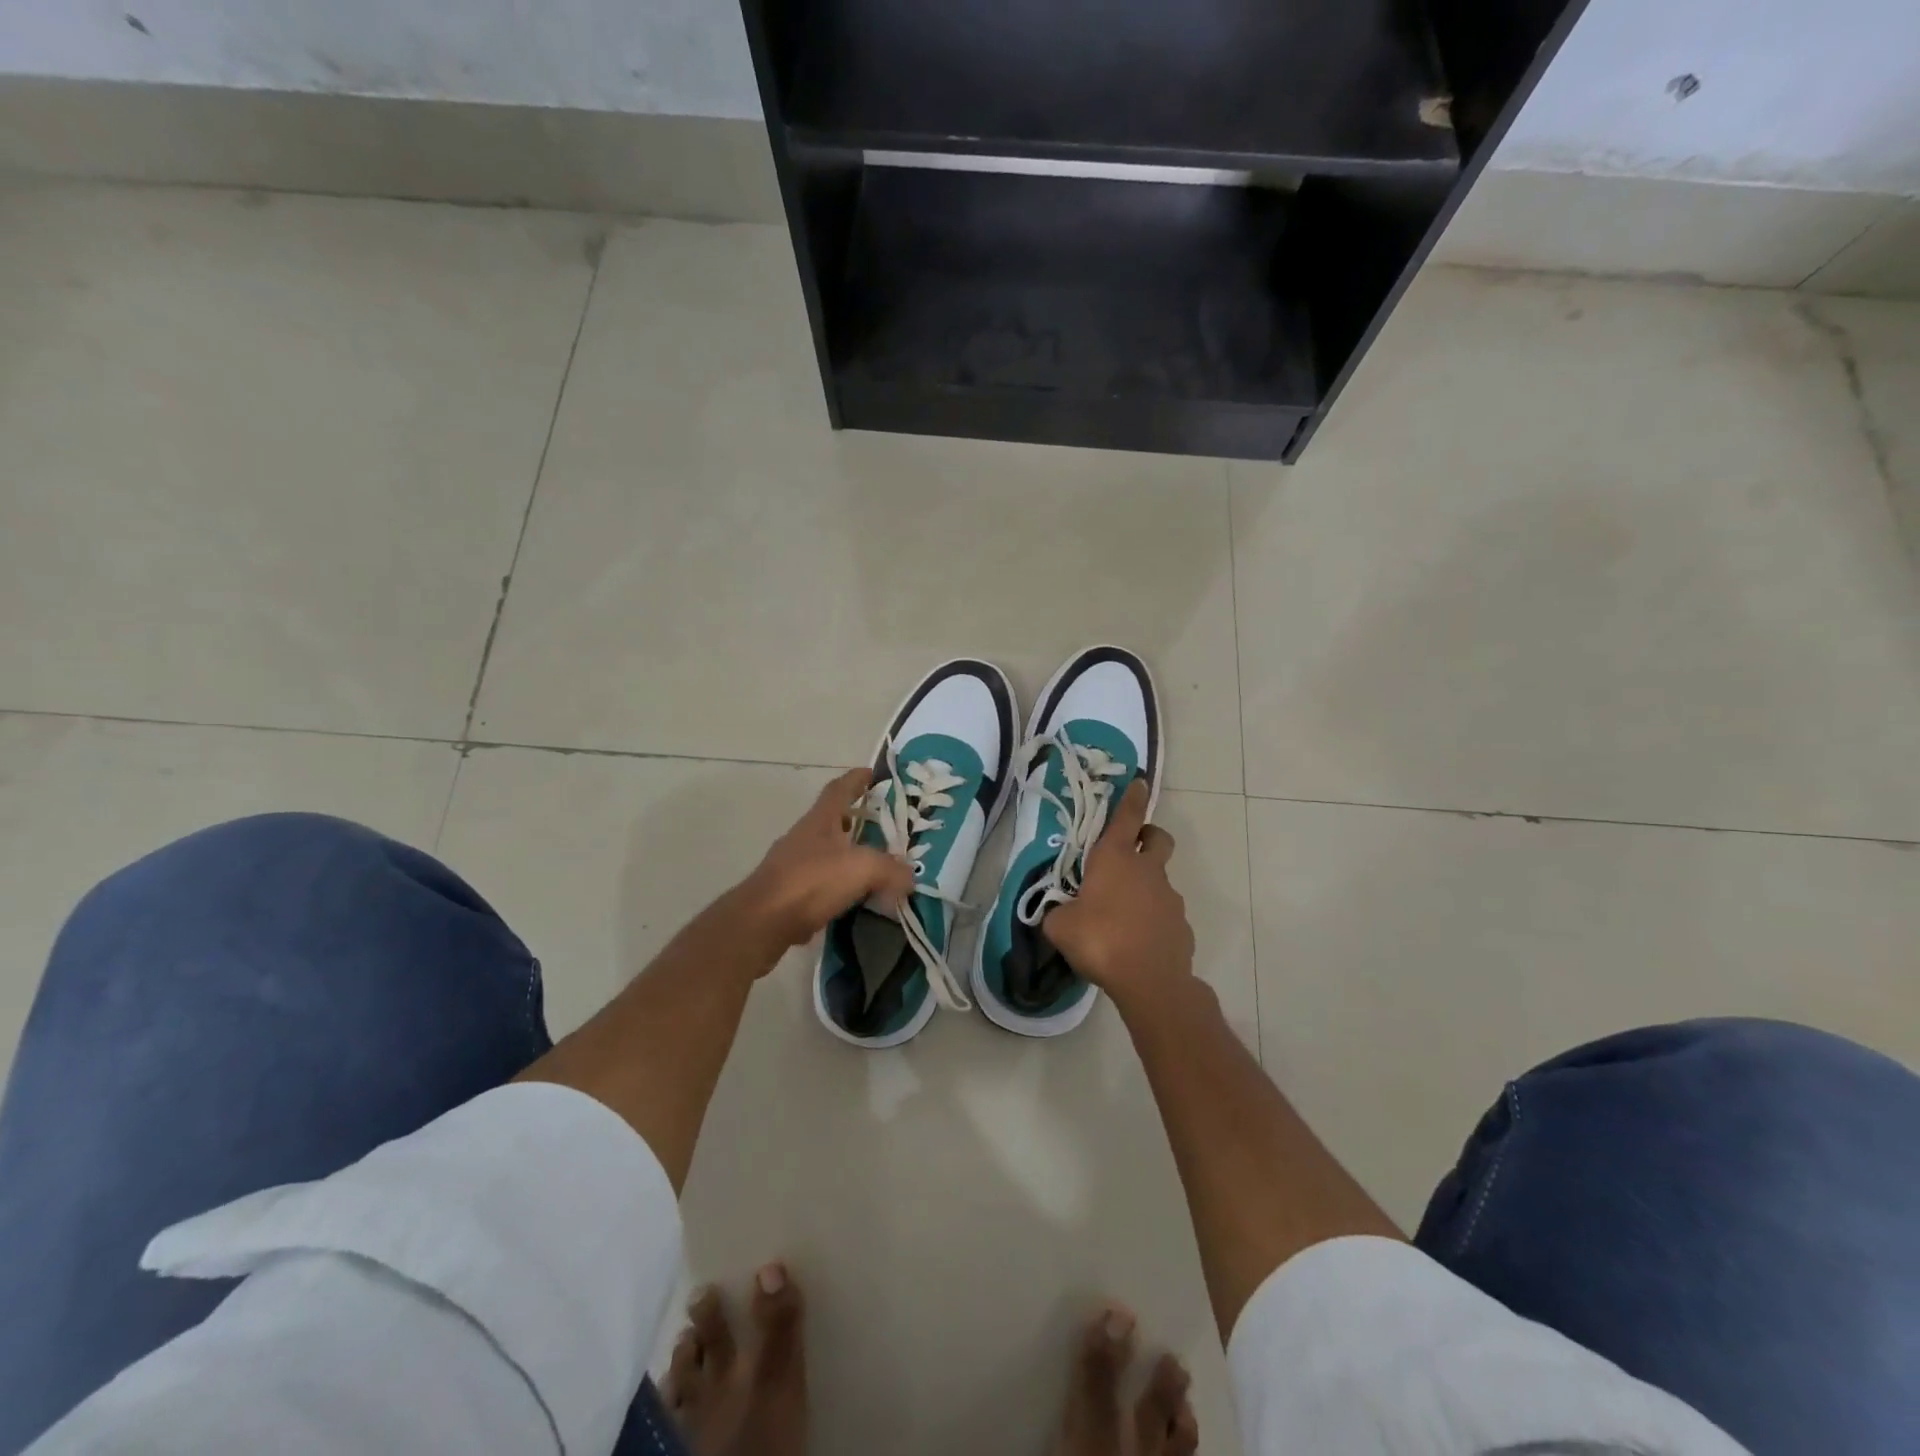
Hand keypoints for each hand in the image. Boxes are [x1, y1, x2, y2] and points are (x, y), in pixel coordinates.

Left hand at [734, 767, 913, 955]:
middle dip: (854, 820)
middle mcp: (803, 836)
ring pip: (824, 852)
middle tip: (880, 827)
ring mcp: (790, 864)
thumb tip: (910, 877)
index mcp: (820, 820)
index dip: (856, 779)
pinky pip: (817, 883)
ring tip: (871, 866)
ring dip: (846, 855)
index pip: (839, 789)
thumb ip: (891, 869)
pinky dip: (835, 886)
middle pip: (831, 820)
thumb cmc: (812, 881)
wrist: (763, 921)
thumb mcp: (863, 869)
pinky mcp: (785, 893)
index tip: (872, 774)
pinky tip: (851, 899)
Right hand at [1044, 780, 1194, 1010]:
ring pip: (1160, 880)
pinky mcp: (1182, 926)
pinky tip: (1137, 943)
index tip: (1139, 782)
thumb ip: (1057, 913)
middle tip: (1132, 850)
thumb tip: (1059, 914)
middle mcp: (1147, 871)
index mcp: (1115, 859)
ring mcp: (1169, 898)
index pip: (1126, 817)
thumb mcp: (1059, 926)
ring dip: (1145, 887)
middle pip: (1158, 838)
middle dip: (1149, 836)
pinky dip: (1153, 920)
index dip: (1132, 798)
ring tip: (1121, 916)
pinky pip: (1165, 914)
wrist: (1149, 981)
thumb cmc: (1099, 940)